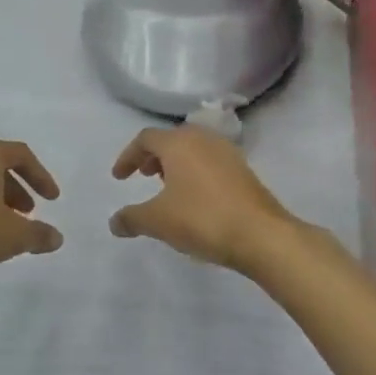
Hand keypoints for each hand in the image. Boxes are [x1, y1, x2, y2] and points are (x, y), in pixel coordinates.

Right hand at [108, 127, 295, 272]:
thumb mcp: (157, 221)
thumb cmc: (202, 219)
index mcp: (179, 143)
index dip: (128, 156)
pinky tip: (194, 199)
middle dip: (153, 157)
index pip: (146, 139)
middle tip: (143, 176)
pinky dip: (195, 173)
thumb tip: (114, 223)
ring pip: (193, 150)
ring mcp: (228, 153)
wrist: (261, 235)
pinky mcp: (244, 170)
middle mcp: (203, 140)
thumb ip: (131, 218)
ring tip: (167, 188)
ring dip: (176, 165)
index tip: (119, 177)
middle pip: (171, 139)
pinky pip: (210, 163)